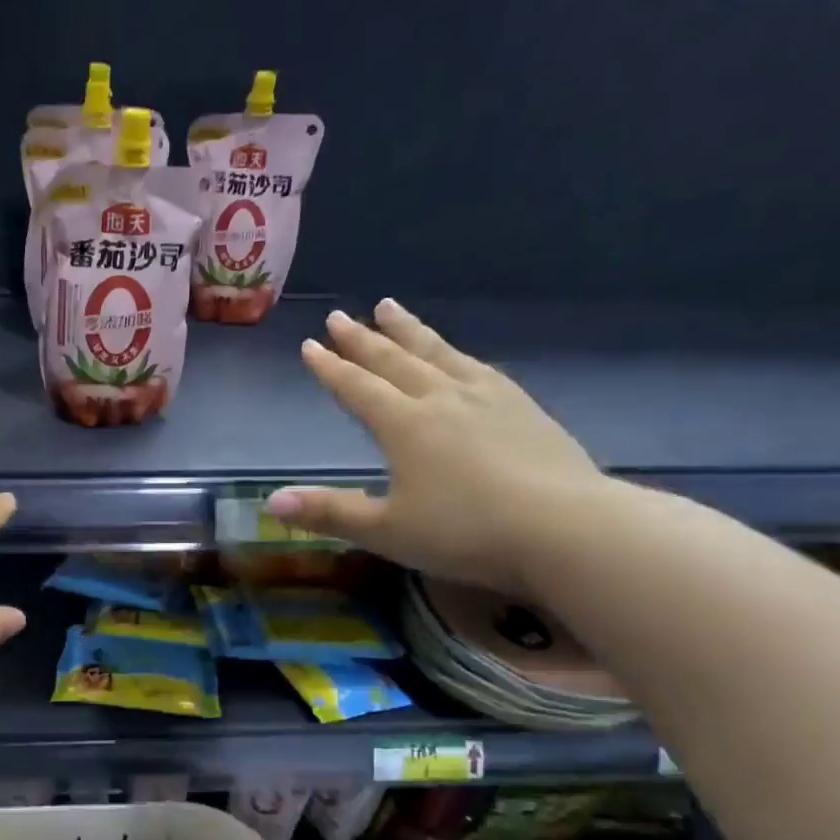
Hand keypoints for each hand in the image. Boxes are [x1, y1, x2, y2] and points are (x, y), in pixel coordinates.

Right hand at [266, 300, 604, 593]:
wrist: (568, 530)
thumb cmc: (465, 532)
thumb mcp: (386, 530)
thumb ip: (329, 512)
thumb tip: (270, 502)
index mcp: (404, 425)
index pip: (357, 388)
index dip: (330, 368)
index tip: (309, 344)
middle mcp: (441, 399)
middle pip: (393, 361)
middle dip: (362, 339)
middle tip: (340, 316)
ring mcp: (487, 399)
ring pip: (438, 354)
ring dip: (408, 331)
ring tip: (390, 307)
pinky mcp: (523, 408)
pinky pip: (478, 368)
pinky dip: (455, 354)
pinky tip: (458, 356)